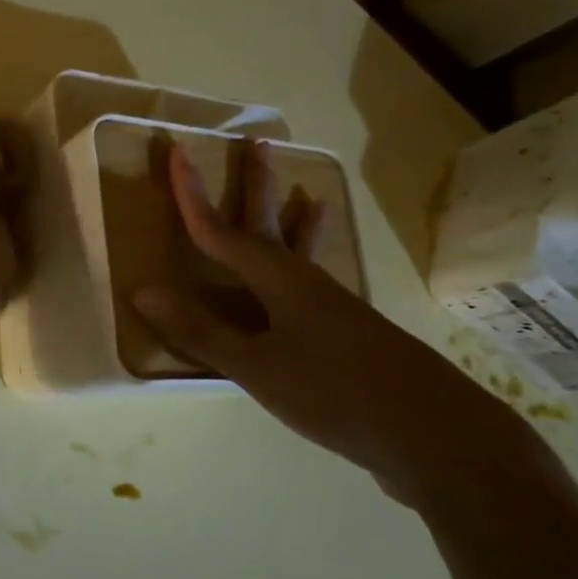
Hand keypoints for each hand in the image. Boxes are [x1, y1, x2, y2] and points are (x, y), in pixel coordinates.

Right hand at [133, 140, 536, 506]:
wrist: (433, 435)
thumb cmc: (335, 394)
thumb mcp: (258, 366)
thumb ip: (202, 331)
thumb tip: (143, 291)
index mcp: (281, 283)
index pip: (223, 232)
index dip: (193, 197)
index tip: (177, 154)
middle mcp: (308, 285)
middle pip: (272, 226)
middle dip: (258, 186)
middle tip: (259, 143)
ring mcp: (333, 309)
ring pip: (301, 253)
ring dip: (294, 222)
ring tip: (308, 195)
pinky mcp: (347, 335)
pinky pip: (315, 285)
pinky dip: (311, 267)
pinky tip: (313, 280)